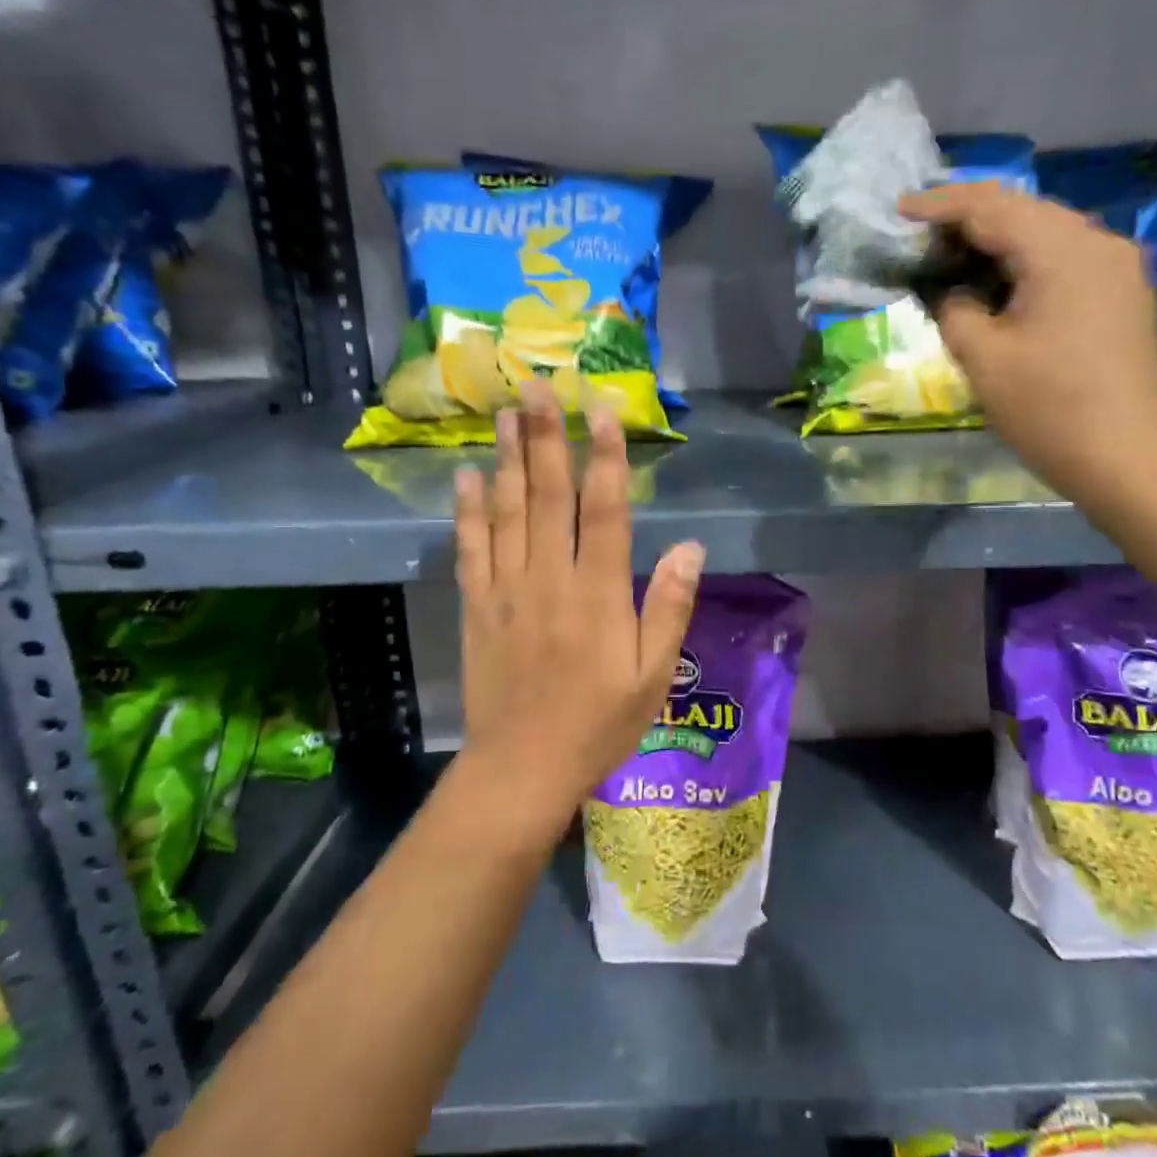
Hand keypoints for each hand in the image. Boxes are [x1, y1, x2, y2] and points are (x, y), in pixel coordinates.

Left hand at [454, 383, 704, 837]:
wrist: (521, 770)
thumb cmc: (598, 725)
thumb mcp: (653, 675)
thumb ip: (669, 607)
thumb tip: (689, 547)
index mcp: (598, 594)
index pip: (604, 511)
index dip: (605, 457)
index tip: (602, 410)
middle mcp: (549, 579)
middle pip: (548, 496)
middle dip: (546, 436)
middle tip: (538, 386)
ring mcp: (506, 590)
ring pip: (507, 511)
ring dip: (507, 458)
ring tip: (504, 412)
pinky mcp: (476, 607)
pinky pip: (470, 548)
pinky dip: (468, 510)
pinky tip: (467, 476)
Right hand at [899, 182, 1156, 496]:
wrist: (1131, 461)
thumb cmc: (1050, 410)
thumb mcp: (984, 359)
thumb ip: (955, 310)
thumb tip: (953, 292)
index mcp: (1061, 250)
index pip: (990, 208)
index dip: (940, 206)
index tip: (899, 211)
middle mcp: (1097, 242)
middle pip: (1024, 209)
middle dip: (970, 213)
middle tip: (923, 228)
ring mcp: (1118, 267)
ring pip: (1048, 230)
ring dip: (1000, 234)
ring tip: (955, 248)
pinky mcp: (1124, 294)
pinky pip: (1067, 256)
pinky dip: (1027, 257)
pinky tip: (1003, 277)